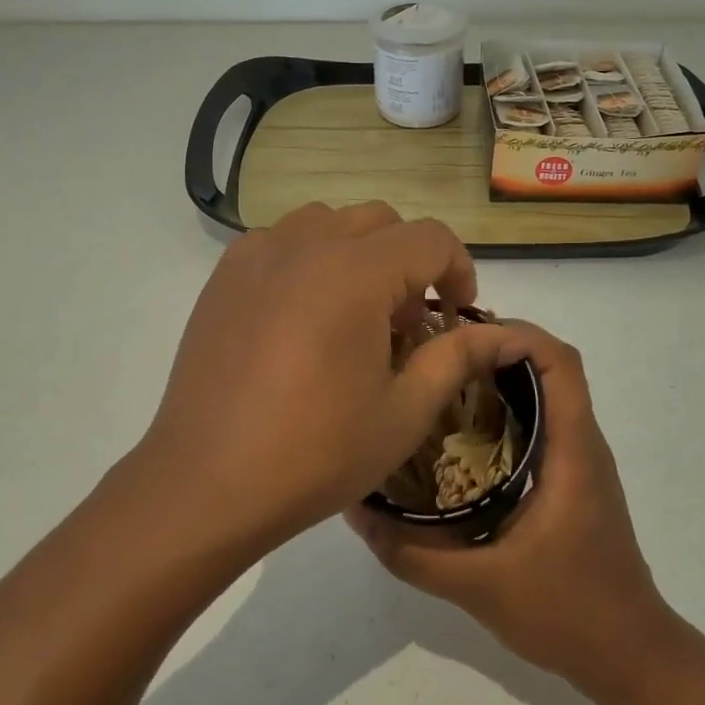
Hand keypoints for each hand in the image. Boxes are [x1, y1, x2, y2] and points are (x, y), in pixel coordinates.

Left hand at [132, 202, 528, 547]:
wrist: (206, 483)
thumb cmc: (316, 453)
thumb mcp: (404, 412)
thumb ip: (456, 358)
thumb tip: (498, 334)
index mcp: (355, 273)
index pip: (430, 238)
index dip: (458, 270)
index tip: (457, 314)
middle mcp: (305, 245)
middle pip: (381, 221)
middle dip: (410, 261)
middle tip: (406, 322)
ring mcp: (257, 255)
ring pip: (329, 222)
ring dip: (359, 253)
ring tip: (354, 313)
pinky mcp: (224, 276)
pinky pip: (282, 241)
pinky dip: (310, 259)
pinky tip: (303, 315)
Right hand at [347, 321, 672, 687]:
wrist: (630, 657)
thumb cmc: (567, 612)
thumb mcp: (478, 586)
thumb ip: (413, 553)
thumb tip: (358, 511)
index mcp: (572, 450)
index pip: (561, 362)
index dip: (519, 334)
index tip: (463, 335)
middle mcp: (582, 443)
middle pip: (552, 367)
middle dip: (498, 349)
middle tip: (438, 356)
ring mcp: (581, 461)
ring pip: (549, 393)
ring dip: (503, 378)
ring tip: (443, 386)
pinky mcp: (574, 480)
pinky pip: (545, 423)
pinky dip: (509, 410)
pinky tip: (464, 438)